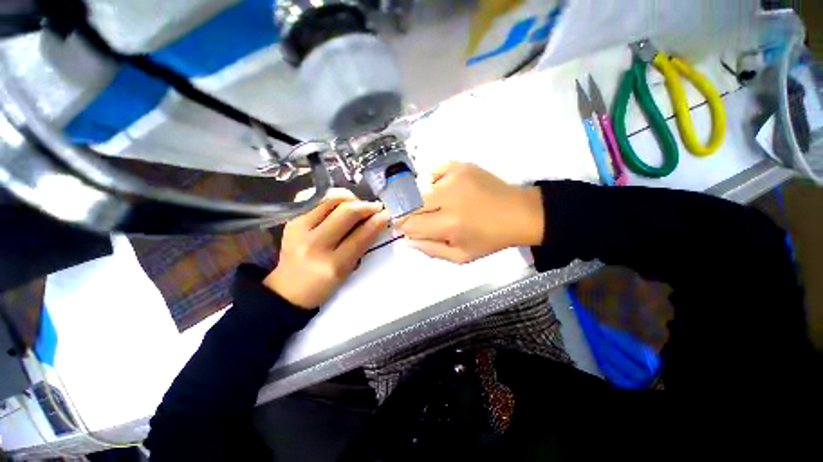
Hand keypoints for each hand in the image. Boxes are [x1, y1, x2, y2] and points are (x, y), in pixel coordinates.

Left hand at [264, 189, 388, 308]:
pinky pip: (318, 201)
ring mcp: (299, 229)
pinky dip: (334, 200)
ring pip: (331, 200)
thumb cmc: (322, 285)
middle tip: (375, 207)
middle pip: (346, 212)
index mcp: (332, 265)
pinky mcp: (292, 221)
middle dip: (366, 206)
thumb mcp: (347, 271)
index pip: (360, 236)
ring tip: (358, 206)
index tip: (386, 214)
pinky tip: (341, 206)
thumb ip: (361, 245)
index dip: (377, 221)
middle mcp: (314, 244)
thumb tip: (376, 221)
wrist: (288, 289)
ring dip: (350, 199)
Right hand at [395, 162, 543, 263]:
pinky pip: (434, 174)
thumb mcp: (461, 256)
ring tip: (442, 206)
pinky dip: (435, 184)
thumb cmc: (490, 239)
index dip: (404, 227)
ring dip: (426, 201)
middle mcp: (449, 197)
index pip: (411, 224)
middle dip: (410, 214)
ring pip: (422, 190)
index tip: (405, 228)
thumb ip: (430, 250)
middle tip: (422, 218)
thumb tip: (406, 239)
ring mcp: (454, 177)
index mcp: (450, 224)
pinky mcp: (461, 165)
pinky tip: (447, 191)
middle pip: (412, 204)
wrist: (518, 213)